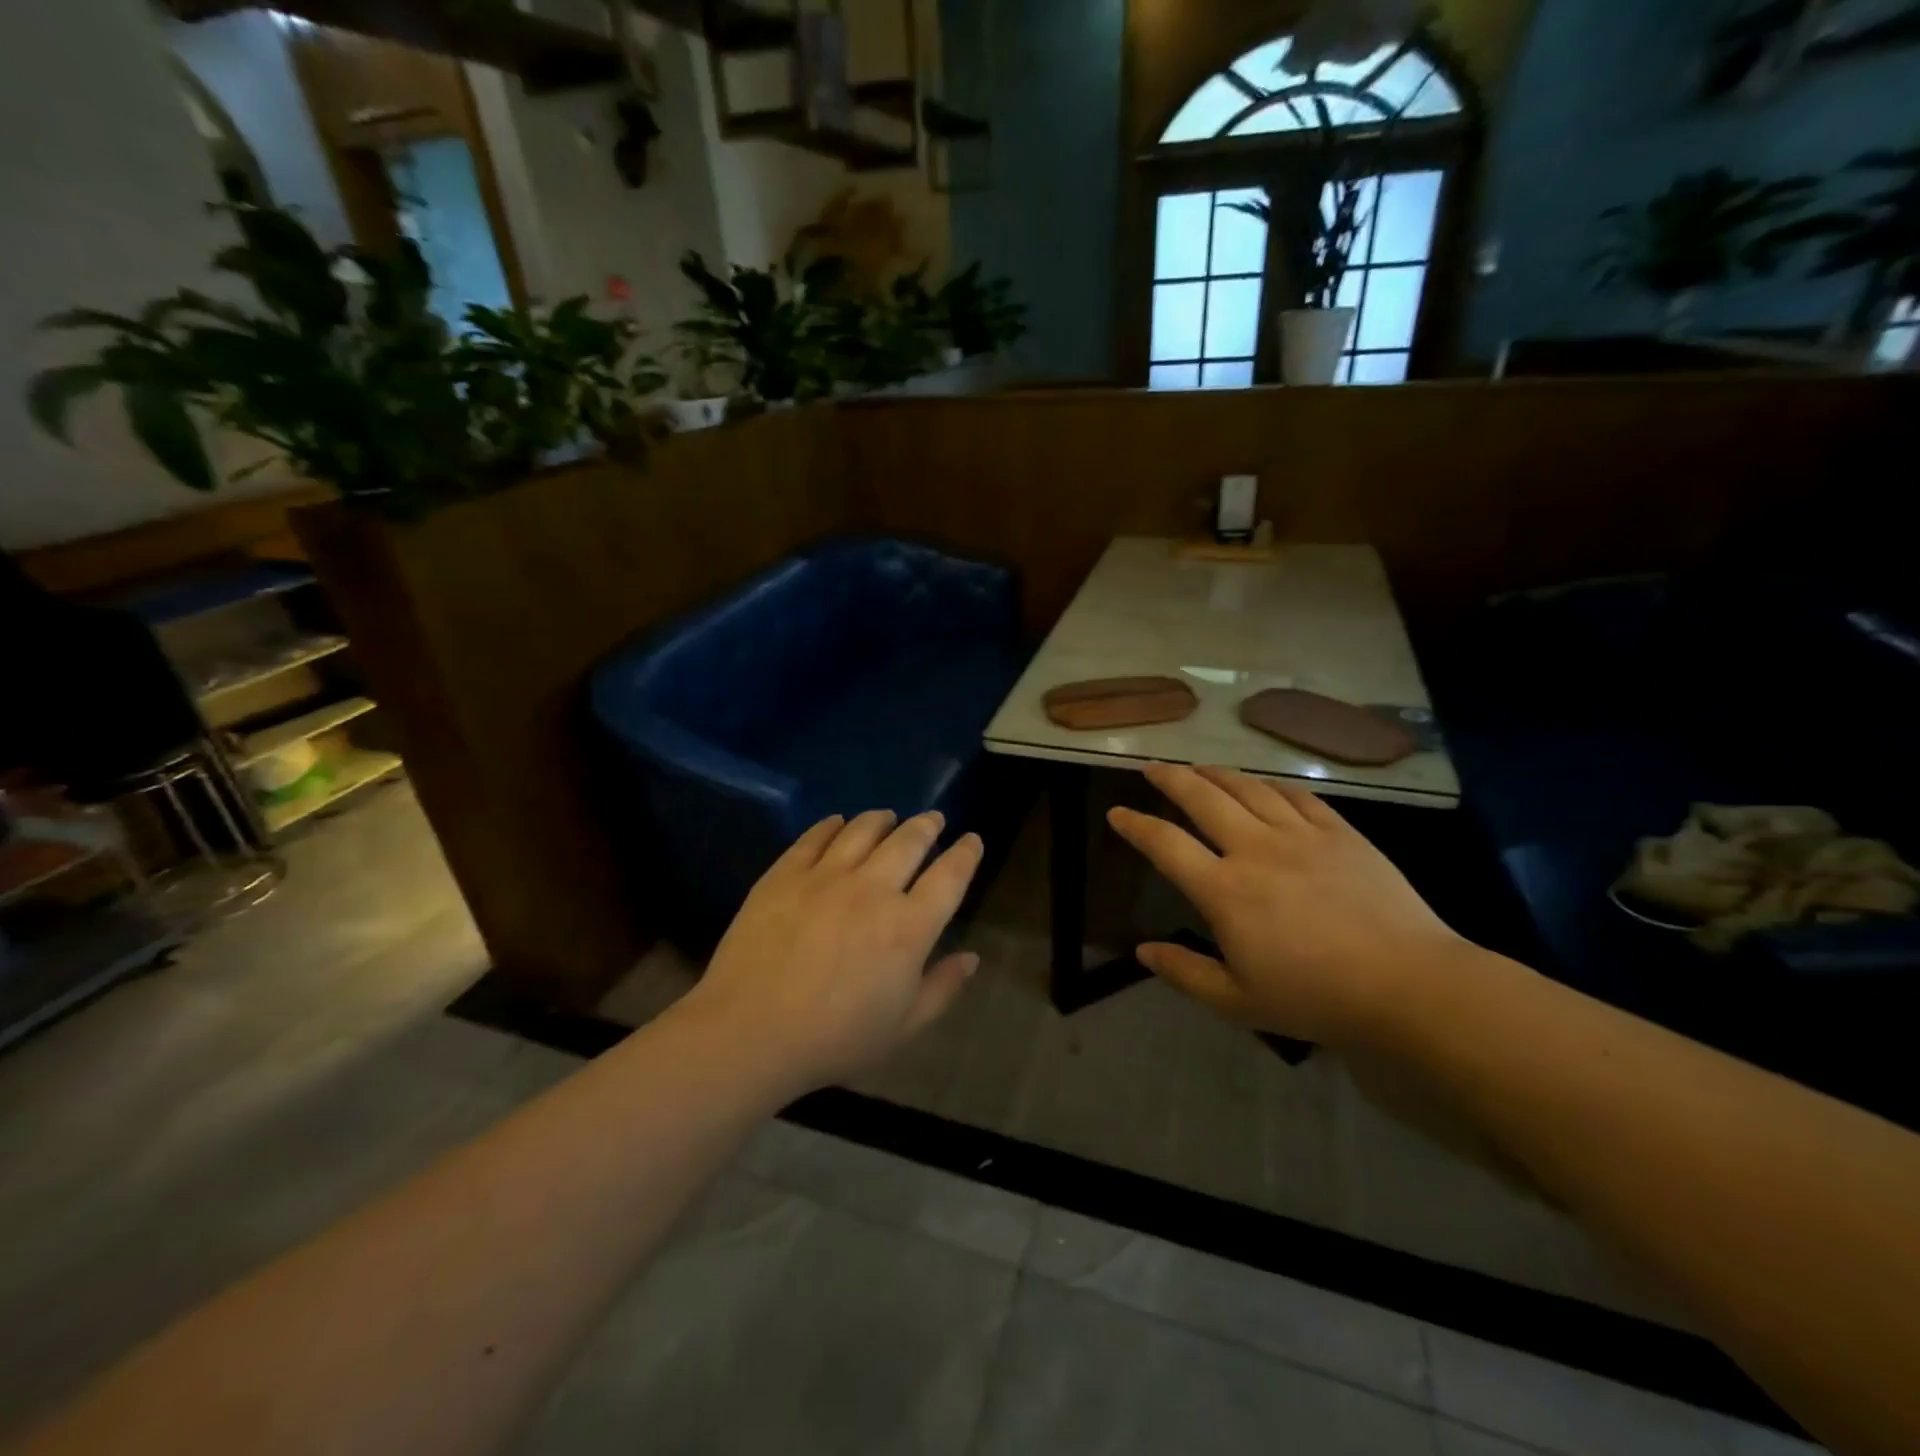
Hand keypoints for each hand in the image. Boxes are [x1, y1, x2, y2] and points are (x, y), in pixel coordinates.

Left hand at [683, 810, 983, 1094]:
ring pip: (863, 829)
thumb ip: (942, 989)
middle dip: (927, 825)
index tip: (972, 840)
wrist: (749, 1033)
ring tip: (888, 817)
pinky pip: (815, 837)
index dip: (966, 853)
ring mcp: (825, 876)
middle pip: (909, 841)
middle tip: (933, 819)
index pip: (950, 876)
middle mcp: (873, 890)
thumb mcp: (902, 1028)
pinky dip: (833, 825)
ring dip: (883, 819)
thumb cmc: (834, 1040)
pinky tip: (837, 823)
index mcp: (909, 928)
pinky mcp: (785, 874)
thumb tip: (972, 958)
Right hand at [1108, 764, 1467, 1045]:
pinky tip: (1261, 783)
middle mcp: (1254, 850)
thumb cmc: (1316, 998)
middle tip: (1152, 767)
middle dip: (1170, 779)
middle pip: (1202, 799)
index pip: (1165, 845)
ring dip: (1215, 773)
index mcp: (1224, 891)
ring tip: (1198, 766)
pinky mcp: (1339, 832)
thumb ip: (1185, 973)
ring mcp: (1300, 835)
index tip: (1116, 812)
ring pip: (1247, 788)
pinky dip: (1269, 784)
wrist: (1408, 985)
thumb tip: (1143, 951)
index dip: (1135, 826)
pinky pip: (1296, 795)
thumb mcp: (1237, 1001)